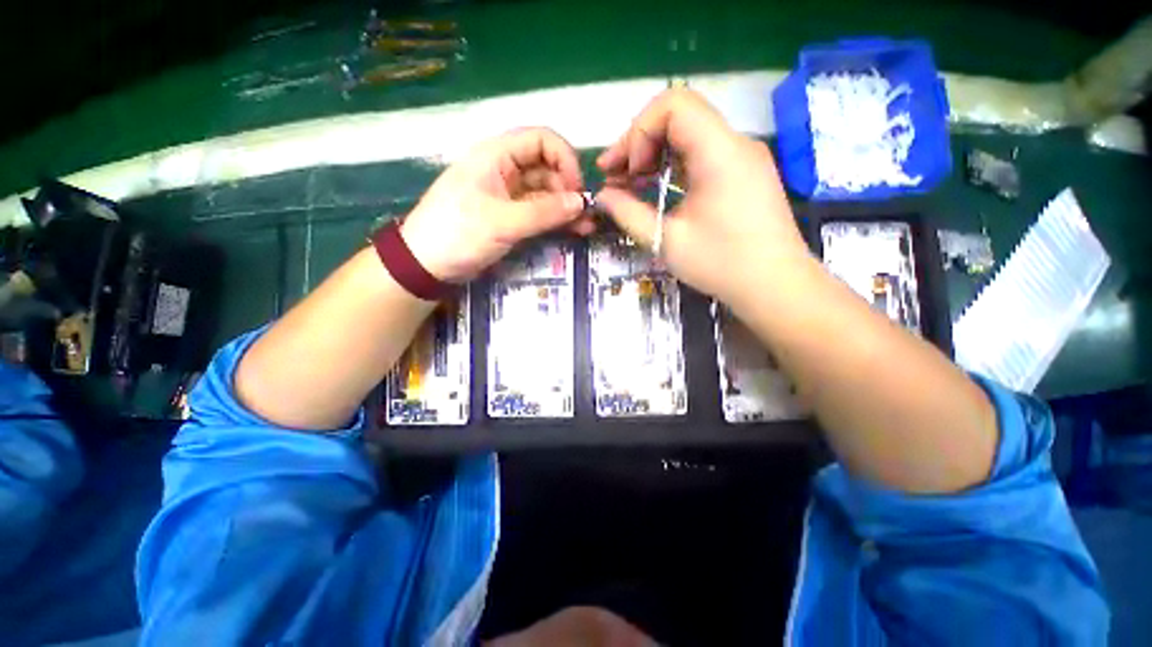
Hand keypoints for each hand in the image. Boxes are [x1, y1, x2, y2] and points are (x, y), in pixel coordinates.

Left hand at [401, 127, 591, 281]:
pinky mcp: (511, 216)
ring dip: (566, 207)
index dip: (564, 159)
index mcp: (496, 156)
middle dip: (569, 189)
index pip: (541, 140)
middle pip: (547, 168)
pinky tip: (573, 231)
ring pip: (546, 192)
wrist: (427, 264)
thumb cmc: (458, 234)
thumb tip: (582, 202)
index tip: (576, 188)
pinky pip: (539, 212)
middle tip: (585, 215)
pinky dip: (556, 220)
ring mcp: (509, 195)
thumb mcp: (502, 222)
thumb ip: (544, 212)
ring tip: (586, 227)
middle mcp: (505, 170)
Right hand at [595, 89, 808, 305]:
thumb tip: (602, 196)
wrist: (775, 286)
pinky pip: (701, 154)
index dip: (639, 131)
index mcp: (719, 152)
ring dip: (654, 155)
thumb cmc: (721, 265)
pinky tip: (657, 190)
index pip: (674, 104)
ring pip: (688, 135)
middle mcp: (735, 143)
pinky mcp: (743, 173)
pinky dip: (673, 166)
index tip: (626, 171)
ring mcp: (742, 157)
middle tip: (615, 177)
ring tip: (630, 184)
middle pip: (678, 116)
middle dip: (640, 143)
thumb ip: (628, 213)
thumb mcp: (666, 241)